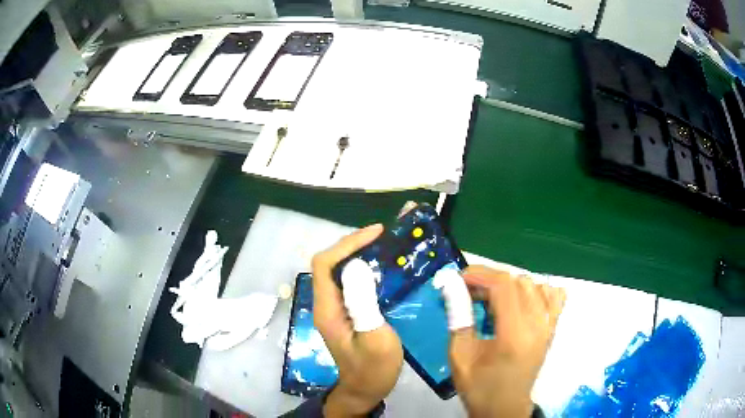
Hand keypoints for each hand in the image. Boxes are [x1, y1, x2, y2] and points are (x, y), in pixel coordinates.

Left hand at [311, 224, 403, 416]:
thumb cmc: (372, 369)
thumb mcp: (375, 338)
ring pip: (339, 271)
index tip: (376, 233)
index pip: (324, 264)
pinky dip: (364, 269)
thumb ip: (363, 303)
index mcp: (328, 309)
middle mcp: (326, 304)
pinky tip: (383, 267)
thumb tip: (357, 266)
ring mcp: (334, 308)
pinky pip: (350, 282)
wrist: (365, 390)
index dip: (347, 244)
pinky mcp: (345, 312)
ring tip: (385, 245)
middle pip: (329, 263)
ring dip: (359, 254)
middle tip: (383, 236)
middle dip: (353, 244)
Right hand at [440, 265, 564, 417]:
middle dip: (491, 280)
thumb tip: (451, 284)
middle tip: (470, 292)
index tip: (459, 278)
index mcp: (514, 335)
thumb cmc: (479, 387)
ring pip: (535, 285)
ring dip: (511, 285)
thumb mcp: (460, 356)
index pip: (503, 286)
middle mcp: (537, 325)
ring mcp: (549, 327)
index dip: (480, 274)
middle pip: (519, 281)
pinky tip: (522, 301)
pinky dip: (537, 290)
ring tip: (492, 299)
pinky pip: (554, 297)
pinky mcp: (552, 330)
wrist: (504, 408)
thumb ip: (458, 317)